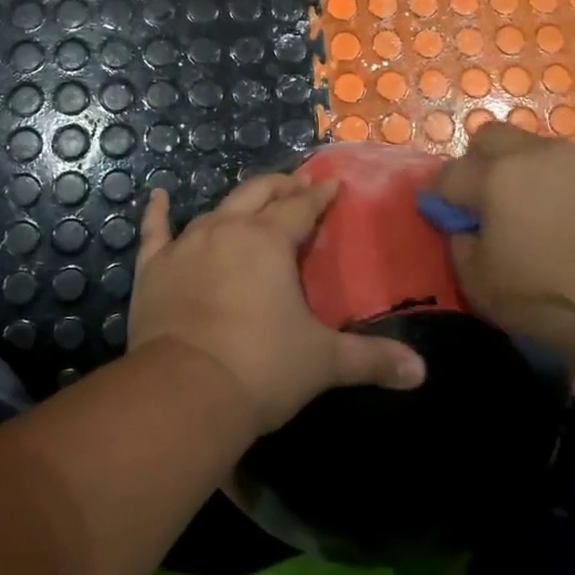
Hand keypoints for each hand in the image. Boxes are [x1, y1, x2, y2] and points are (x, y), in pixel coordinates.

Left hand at [128, 174, 425, 432]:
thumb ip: (372, 360)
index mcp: (269, 241)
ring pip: (216, 209)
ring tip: (250, 201)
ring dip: (237, 203)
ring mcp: (186, 245)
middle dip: (280, 187)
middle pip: (258, 194)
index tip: (331, 184)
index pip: (301, 207)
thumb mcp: (323, 362)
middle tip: (296, 186)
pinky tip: (157, 196)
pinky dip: (157, 212)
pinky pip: (155, 231)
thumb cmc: (262, 367)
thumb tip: (421, 374)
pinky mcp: (154, 267)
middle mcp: (228, 229)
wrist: (186, 390)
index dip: (319, 194)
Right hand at [431, 123, 574, 366]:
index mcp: (493, 178)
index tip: (447, 218)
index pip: (448, 174)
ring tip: (540, 212)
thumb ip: (460, 246)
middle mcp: (532, 154)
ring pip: (535, 149)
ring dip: (526, 172)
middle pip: (490, 137)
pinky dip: (565, 185)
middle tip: (489, 201)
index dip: (441, 196)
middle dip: (480, 163)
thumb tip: (463, 228)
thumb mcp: (481, 285)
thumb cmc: (550, 296)